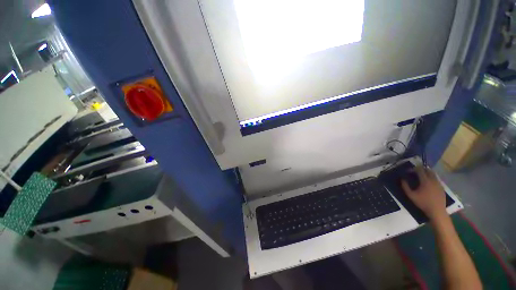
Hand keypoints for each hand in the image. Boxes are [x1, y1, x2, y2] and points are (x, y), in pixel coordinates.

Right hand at [401, 166, 447, 220]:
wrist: (437, 211)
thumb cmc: (423, 203)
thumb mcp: (411, 195)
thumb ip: (405, 186)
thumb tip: (402, 179)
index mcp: (425, 181)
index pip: (420, 170)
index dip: (414, 168)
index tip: (409, 171)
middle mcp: (433, 180)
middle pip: (428, 170)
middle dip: (421, 169)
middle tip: (415, 172)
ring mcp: (439, 183)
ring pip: (433, 174)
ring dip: (427, 173)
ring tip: (421, 177)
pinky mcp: (441, 187)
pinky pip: (436, 179)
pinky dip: (431, 178)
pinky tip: (428, 183)